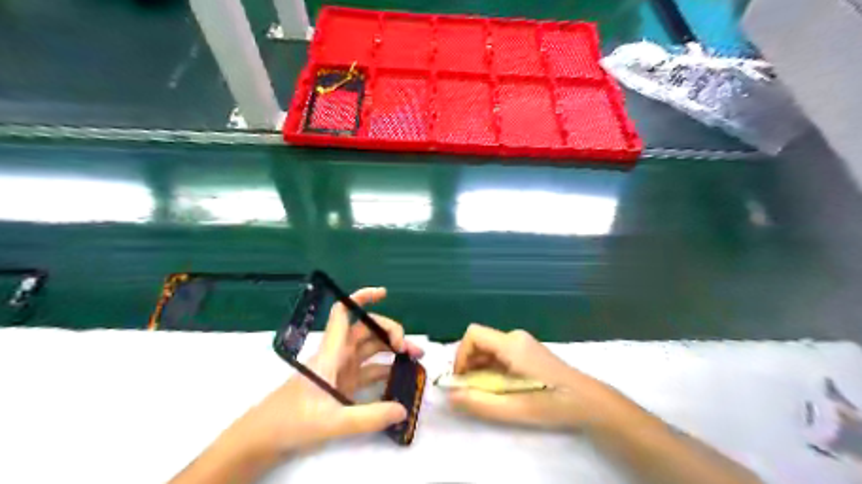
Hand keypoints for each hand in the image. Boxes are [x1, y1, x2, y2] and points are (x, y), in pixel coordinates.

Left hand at [225, 287, 421, 456]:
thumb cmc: (291, 421)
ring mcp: (343, 369)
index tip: (384, 293)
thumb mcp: (331, 422)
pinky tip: (402, 377)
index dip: (361, 297)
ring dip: (393, 350)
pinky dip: (388, 370)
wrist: (265, 437)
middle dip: (391, 332)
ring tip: (416, 359)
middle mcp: (339, 355)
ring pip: (372, 348)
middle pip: (367, 330)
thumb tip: (403, 409)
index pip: (344, 313)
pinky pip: (371, 370)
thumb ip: (369, 417)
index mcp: (331, 352)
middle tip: (411, 349)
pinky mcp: (345, 384)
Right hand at [448, 325, 622, 430]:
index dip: (461, 355)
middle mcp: (515, 337)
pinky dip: (492, 368)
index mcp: (512, 345)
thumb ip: (480, 403)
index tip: (462, 380)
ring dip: (480, 368)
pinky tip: (501, 387)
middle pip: (479, 341)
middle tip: (472, 391)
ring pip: (489, 348)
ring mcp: (523, 342)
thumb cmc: (553, 404)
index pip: (473, 335)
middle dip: (469, 365)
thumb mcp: (514, 409)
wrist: (589, 401)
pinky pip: (499, 353)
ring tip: (487, 392)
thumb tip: (450, 396)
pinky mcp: (527, 350)